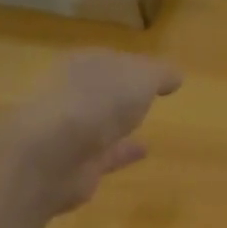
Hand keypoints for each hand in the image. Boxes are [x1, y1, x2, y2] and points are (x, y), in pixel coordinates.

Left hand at [0, 50, 182, 214]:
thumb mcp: (142, 76)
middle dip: (118, 94)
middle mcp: (71, 95)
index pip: (110, 60)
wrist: (51, 154)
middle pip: (101, 92)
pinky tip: (144, 151)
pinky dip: (122, 153)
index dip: (132, 64)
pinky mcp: (72, 167)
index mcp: (84, 65)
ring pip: (99, 125)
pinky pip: (104, 156)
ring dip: (119, 125)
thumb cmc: (98, 100)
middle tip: (145, 97)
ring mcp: (68, 133)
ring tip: (146, 125)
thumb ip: (160, 74)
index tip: (155, 73)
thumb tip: (175, 77)